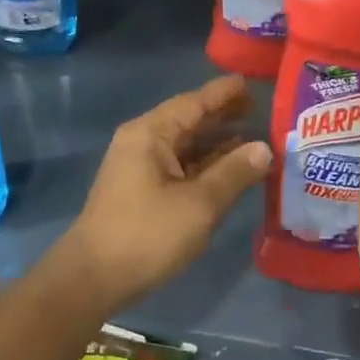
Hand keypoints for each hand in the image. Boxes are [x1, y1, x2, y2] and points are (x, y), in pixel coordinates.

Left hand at [56, 75, 271, 312]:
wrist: (94, 277)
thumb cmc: (147, 235)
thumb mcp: (199, 204)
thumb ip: (233, 173)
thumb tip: (264, 148)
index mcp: (150, 134)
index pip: (194, 102)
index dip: (224, 93)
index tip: (252, 82)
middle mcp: (142, 143)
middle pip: (189, 121)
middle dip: (223, 117)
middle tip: (261, 110)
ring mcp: (140, 168)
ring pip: (185, 147)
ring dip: (217, 144)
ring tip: (255, 139)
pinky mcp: (142, 192)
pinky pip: (180, 168)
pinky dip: (205, 166)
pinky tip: (230, 171)